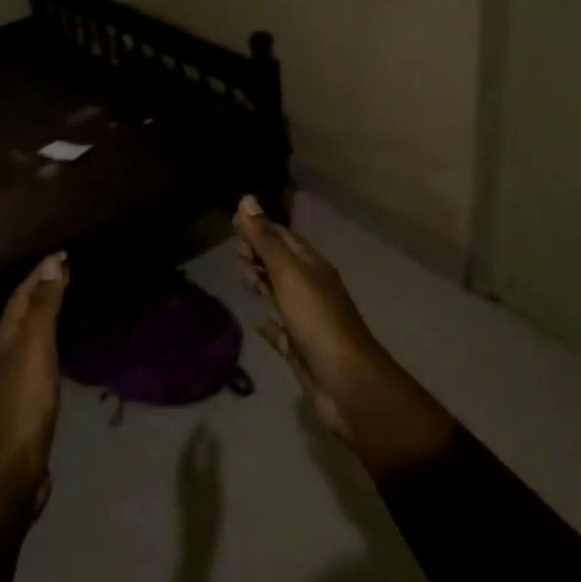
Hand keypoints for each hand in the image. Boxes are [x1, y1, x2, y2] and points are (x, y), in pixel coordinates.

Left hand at [0, 252, 67, 514]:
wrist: (10, 467)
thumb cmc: (25, 402)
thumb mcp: (37, 348)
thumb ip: (45, 307)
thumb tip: (50, 264)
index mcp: (4, 338)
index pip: (22, 295)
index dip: (40, 273)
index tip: (63, 255)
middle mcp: (4, 353)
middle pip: (22, 312)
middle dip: (41, 289)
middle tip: (67, 272)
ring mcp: (12, 379)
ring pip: (29, 334)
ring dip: (45, 314)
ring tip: (65, 302)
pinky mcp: (24, 400)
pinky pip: (38, 357)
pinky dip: (50, 341)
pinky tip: (60, 350)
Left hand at [177, 426, 222, 552]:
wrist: (197, 550)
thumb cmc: (206, 517)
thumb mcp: (212, 486)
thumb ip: (212, 462)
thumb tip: (212, 436)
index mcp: (184, 476)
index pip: (188, 450)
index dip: (195, 435)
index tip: (203, 421)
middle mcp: (181, 483)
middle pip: (185, 458)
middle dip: (193, 444)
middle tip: (203, 431)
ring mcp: (183, 495)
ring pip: (186, 468)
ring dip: (194, 455)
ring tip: (203, 446)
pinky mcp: (188, 505)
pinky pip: (190, 478)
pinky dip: (197, 468)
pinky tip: (204, 472)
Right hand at [234, 197, 453, 479]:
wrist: (347, 382)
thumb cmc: (317, 320)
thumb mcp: (288, 273)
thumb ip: (265, 240)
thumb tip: (245, 199)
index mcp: (312, 267)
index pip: (284, 238)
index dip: (260, 228)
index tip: (233, 223)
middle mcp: (312, 289)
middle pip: (282, 264)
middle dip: (259, 254)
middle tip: (235, 253)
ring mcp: (308, 320)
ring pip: (280, 294)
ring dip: (262, 282)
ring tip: (242, 276)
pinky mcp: (302, 349)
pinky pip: (282, 331)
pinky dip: (269, 324)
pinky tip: (257, 322)